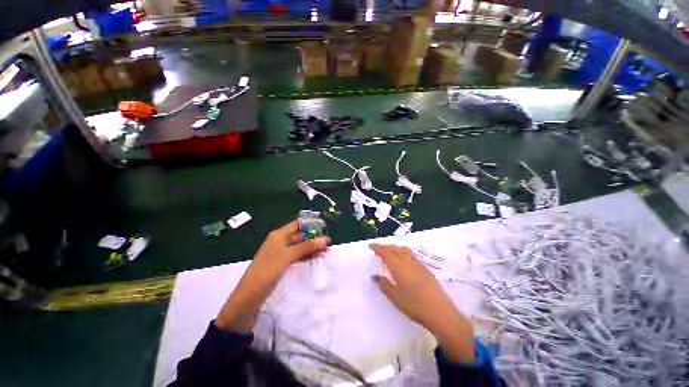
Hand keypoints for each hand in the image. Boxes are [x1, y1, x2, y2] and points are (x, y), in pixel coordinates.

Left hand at [252, 221, 328, 276]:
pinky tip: (317, 256)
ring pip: (300, 247)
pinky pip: (297, 256)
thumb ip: (307, 246)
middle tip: (328, 243)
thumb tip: (324, 239)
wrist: (251, 294)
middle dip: (313, 239)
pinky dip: (307, 256)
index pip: (297, 225)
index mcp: (279, 235)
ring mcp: (282, 253)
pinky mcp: (283, 263)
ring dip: (312, 248)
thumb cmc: (268, 269)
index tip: (323, 230)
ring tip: (326, 251)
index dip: (310, 226)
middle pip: (300, 236)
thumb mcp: (288, 255)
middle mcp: (281, 241)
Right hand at [370, 244, 475, 362]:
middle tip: (378, 249)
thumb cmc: (414, 305)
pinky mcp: (425, 268)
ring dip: (395, 248)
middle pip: (394, 249)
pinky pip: (411, 254)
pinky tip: (404, 260)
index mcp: (398, 267)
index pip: (385, 252)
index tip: (371, 246)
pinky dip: (403, 252)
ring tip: (390, 252)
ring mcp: (418, 264)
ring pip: (404, 250)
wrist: (440, 311)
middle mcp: (407, 261)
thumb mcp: (395, 297)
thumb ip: (384, 284)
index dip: (377, 248)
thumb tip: (375, 276)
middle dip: (385, 247)